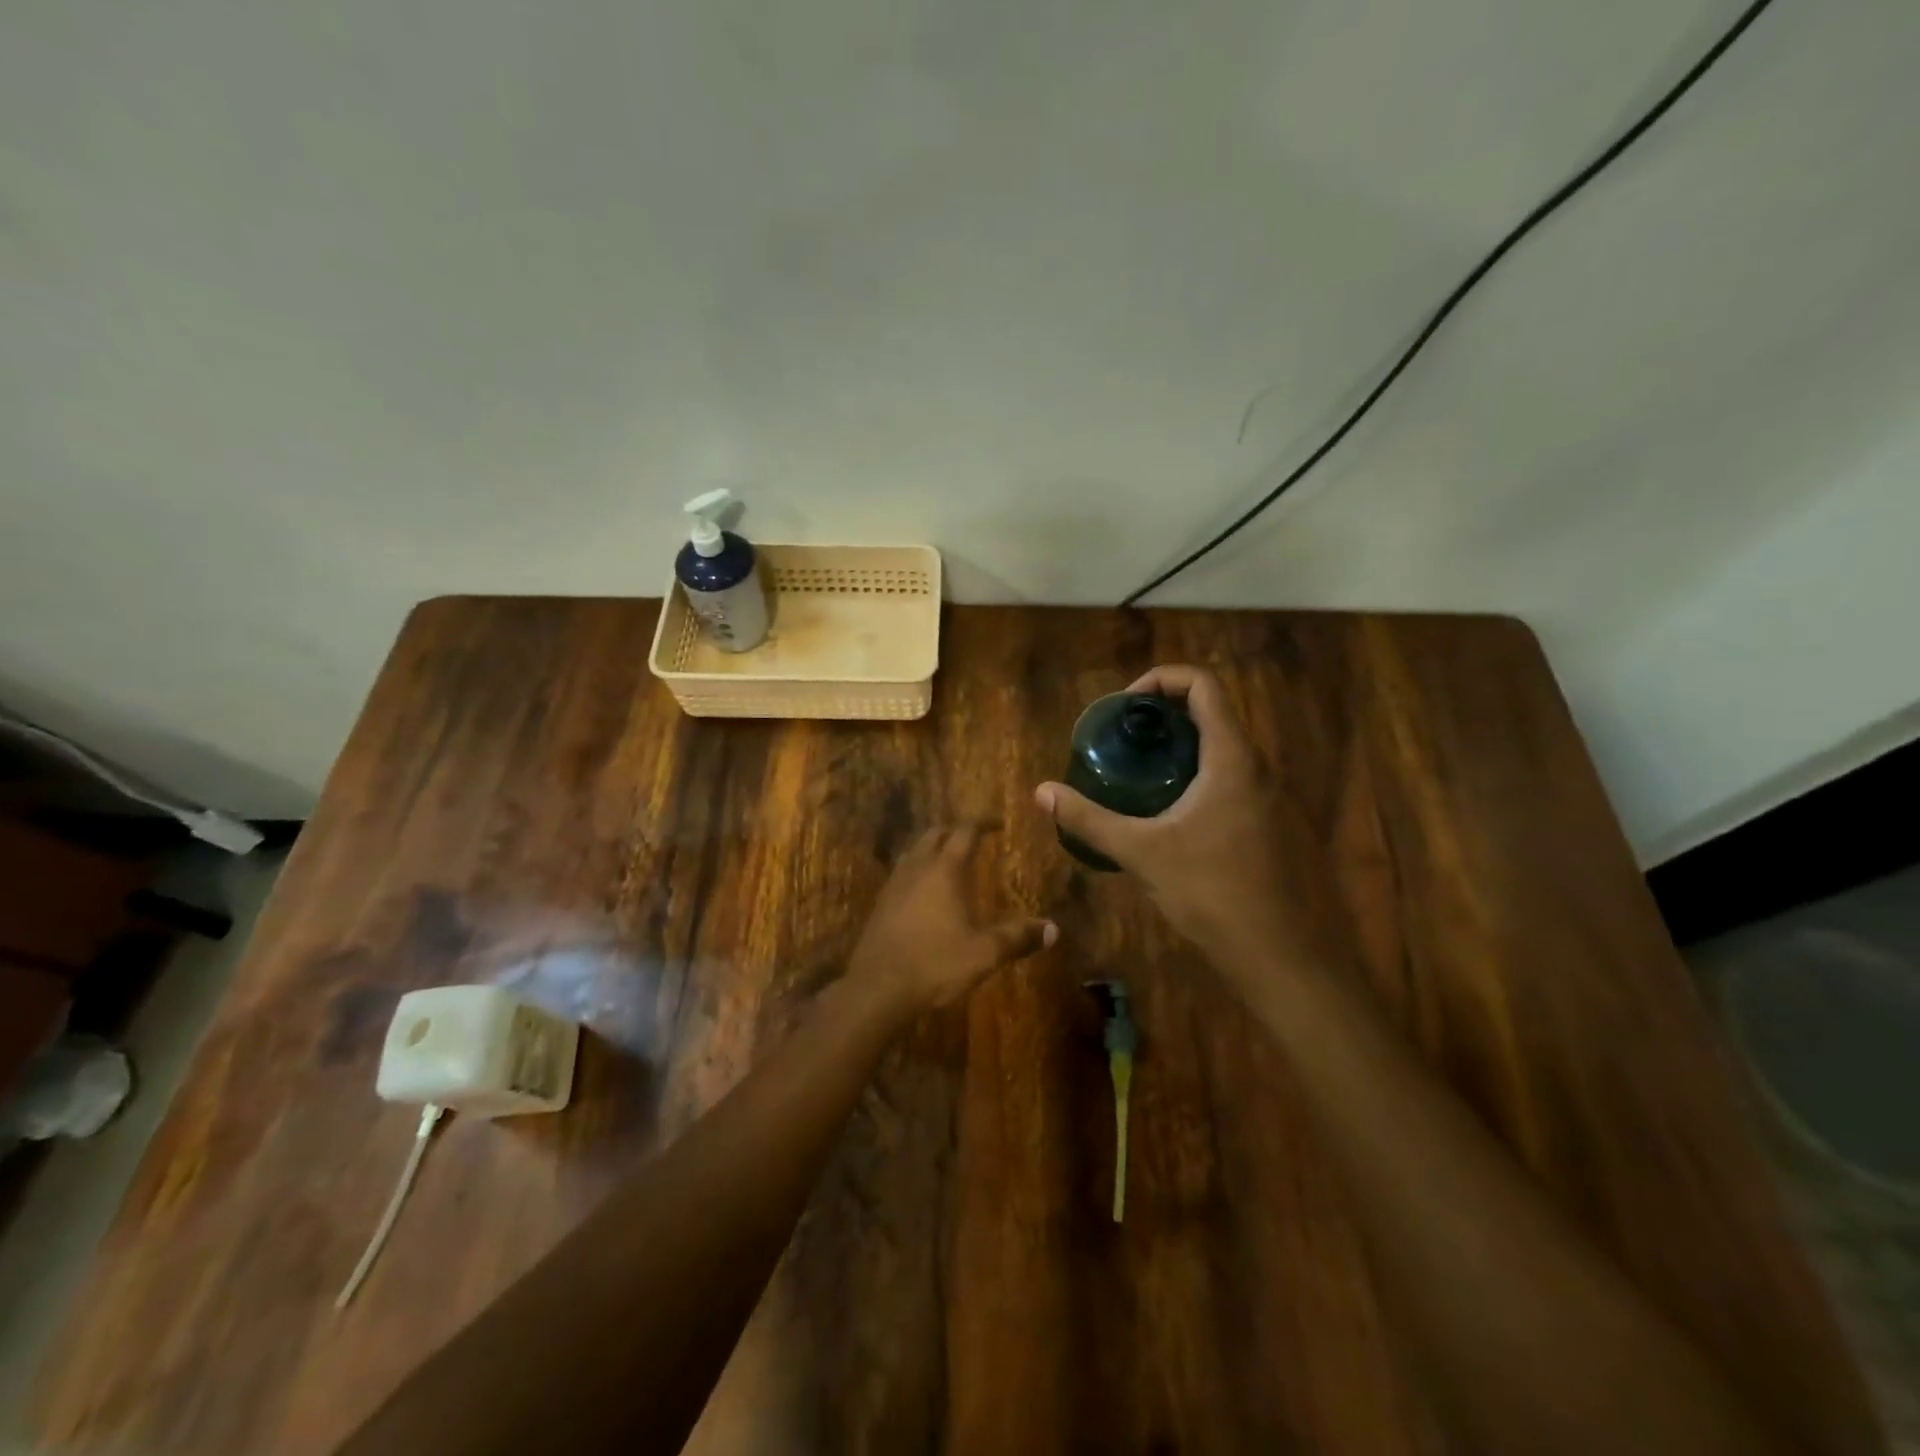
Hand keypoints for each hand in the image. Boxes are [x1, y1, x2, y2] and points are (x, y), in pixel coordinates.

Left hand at [847, 826, 1056, 1012]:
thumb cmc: (934, 963)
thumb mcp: (984, 953)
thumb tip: (1053, 929)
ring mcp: (895, 884)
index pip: (965, 831)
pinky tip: (925, 890)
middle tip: (975, 838)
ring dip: (933, 847)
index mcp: (945, 870)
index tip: (998, 822)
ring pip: (915, 850)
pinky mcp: (881, 903)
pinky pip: (903, 871)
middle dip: (956, 830)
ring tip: (950, 858)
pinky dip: (919, 868)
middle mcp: (917, 867)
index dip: (983, 822)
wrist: (876, 987)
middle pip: (935, 834)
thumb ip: (1018, 938)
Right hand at [1035, 666, 1309, 970]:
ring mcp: (1264, 795)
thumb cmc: (1211, 892)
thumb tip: (1042, 792)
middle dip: (1163, 713)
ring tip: (1135, 768)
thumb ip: (1090, 819)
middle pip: (1210, 711)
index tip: (1125, 706)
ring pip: (1219, 746)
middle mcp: (1254, 765)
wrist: (1275, 952)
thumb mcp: (1141, 852)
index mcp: (1231, 757)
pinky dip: (1193, 772)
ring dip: (1178, 745)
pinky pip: (1226, 776)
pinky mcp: (1263, 821)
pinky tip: (1163, 809)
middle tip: (1121, 736)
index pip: (1202, 685)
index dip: (1161, 679)